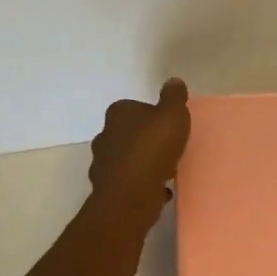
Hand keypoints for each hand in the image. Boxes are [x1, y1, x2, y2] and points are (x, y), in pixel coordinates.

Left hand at [89, 78, 191, 227]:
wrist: (131, 194)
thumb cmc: (153, 148)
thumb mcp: (172, 114)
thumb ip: (174, 97)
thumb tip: (173, 81)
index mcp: (118, 113)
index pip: (134, 108)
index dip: (152, 116)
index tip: (168, 127)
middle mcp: (105, 135)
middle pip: (128, 134)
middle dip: (145, 140)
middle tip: (168, 148)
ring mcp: (103, 163)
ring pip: (127, 159)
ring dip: (143, 163)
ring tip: (166, 170)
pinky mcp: (107, 188)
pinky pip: (129, 182)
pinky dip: (142, 184)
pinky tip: (159, 190)